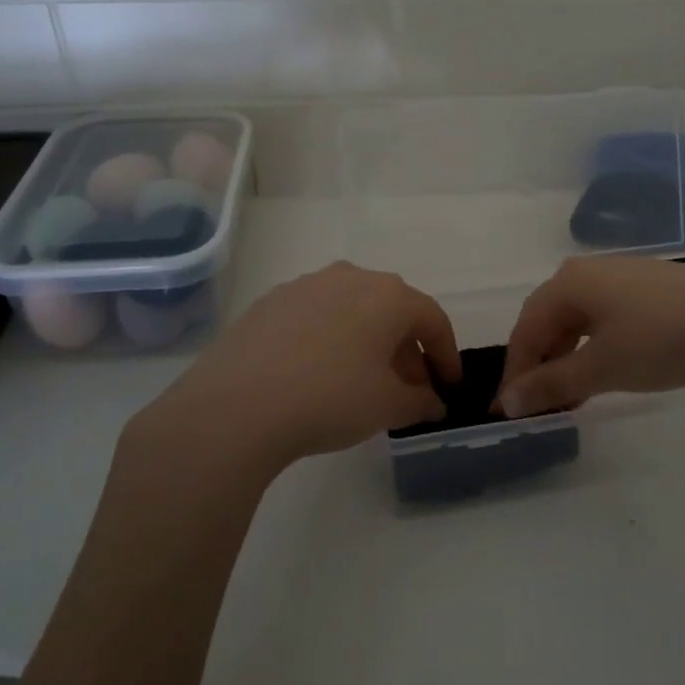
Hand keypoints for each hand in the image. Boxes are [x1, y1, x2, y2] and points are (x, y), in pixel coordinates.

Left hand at [128, 261, 458, 472]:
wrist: (235, 406)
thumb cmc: (329, 399)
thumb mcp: (387, 407)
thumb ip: (420, 401)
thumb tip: (433, 402)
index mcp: (388, 295)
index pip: (433, 321)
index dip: (447, 356)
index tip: (449, 387)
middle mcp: (351, 277)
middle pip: (393, 312)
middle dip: (407, 351)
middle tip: (409, 390)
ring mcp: (306, 285)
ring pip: (354, 311)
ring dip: (368, 343)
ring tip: (364, 382)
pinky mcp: (271, 302)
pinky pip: (318, 317)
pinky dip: (332, 340)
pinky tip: (319, 374)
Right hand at [498, 257, 684, 416]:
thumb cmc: (662, 340)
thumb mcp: (601, 367)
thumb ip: (551, 384)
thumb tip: (505, 402)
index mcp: (568, 283)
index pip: (525, 331)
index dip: (515, 373)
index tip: (509, 413)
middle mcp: (587, 271)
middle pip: (547, 321)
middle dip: (539, 365)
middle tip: (539, 406)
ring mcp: (619, 275)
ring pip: (576, 320)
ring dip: (566, 358)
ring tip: (571, 395)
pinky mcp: (646, 286)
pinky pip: (602, 317)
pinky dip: (592, 346)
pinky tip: (603, 369)